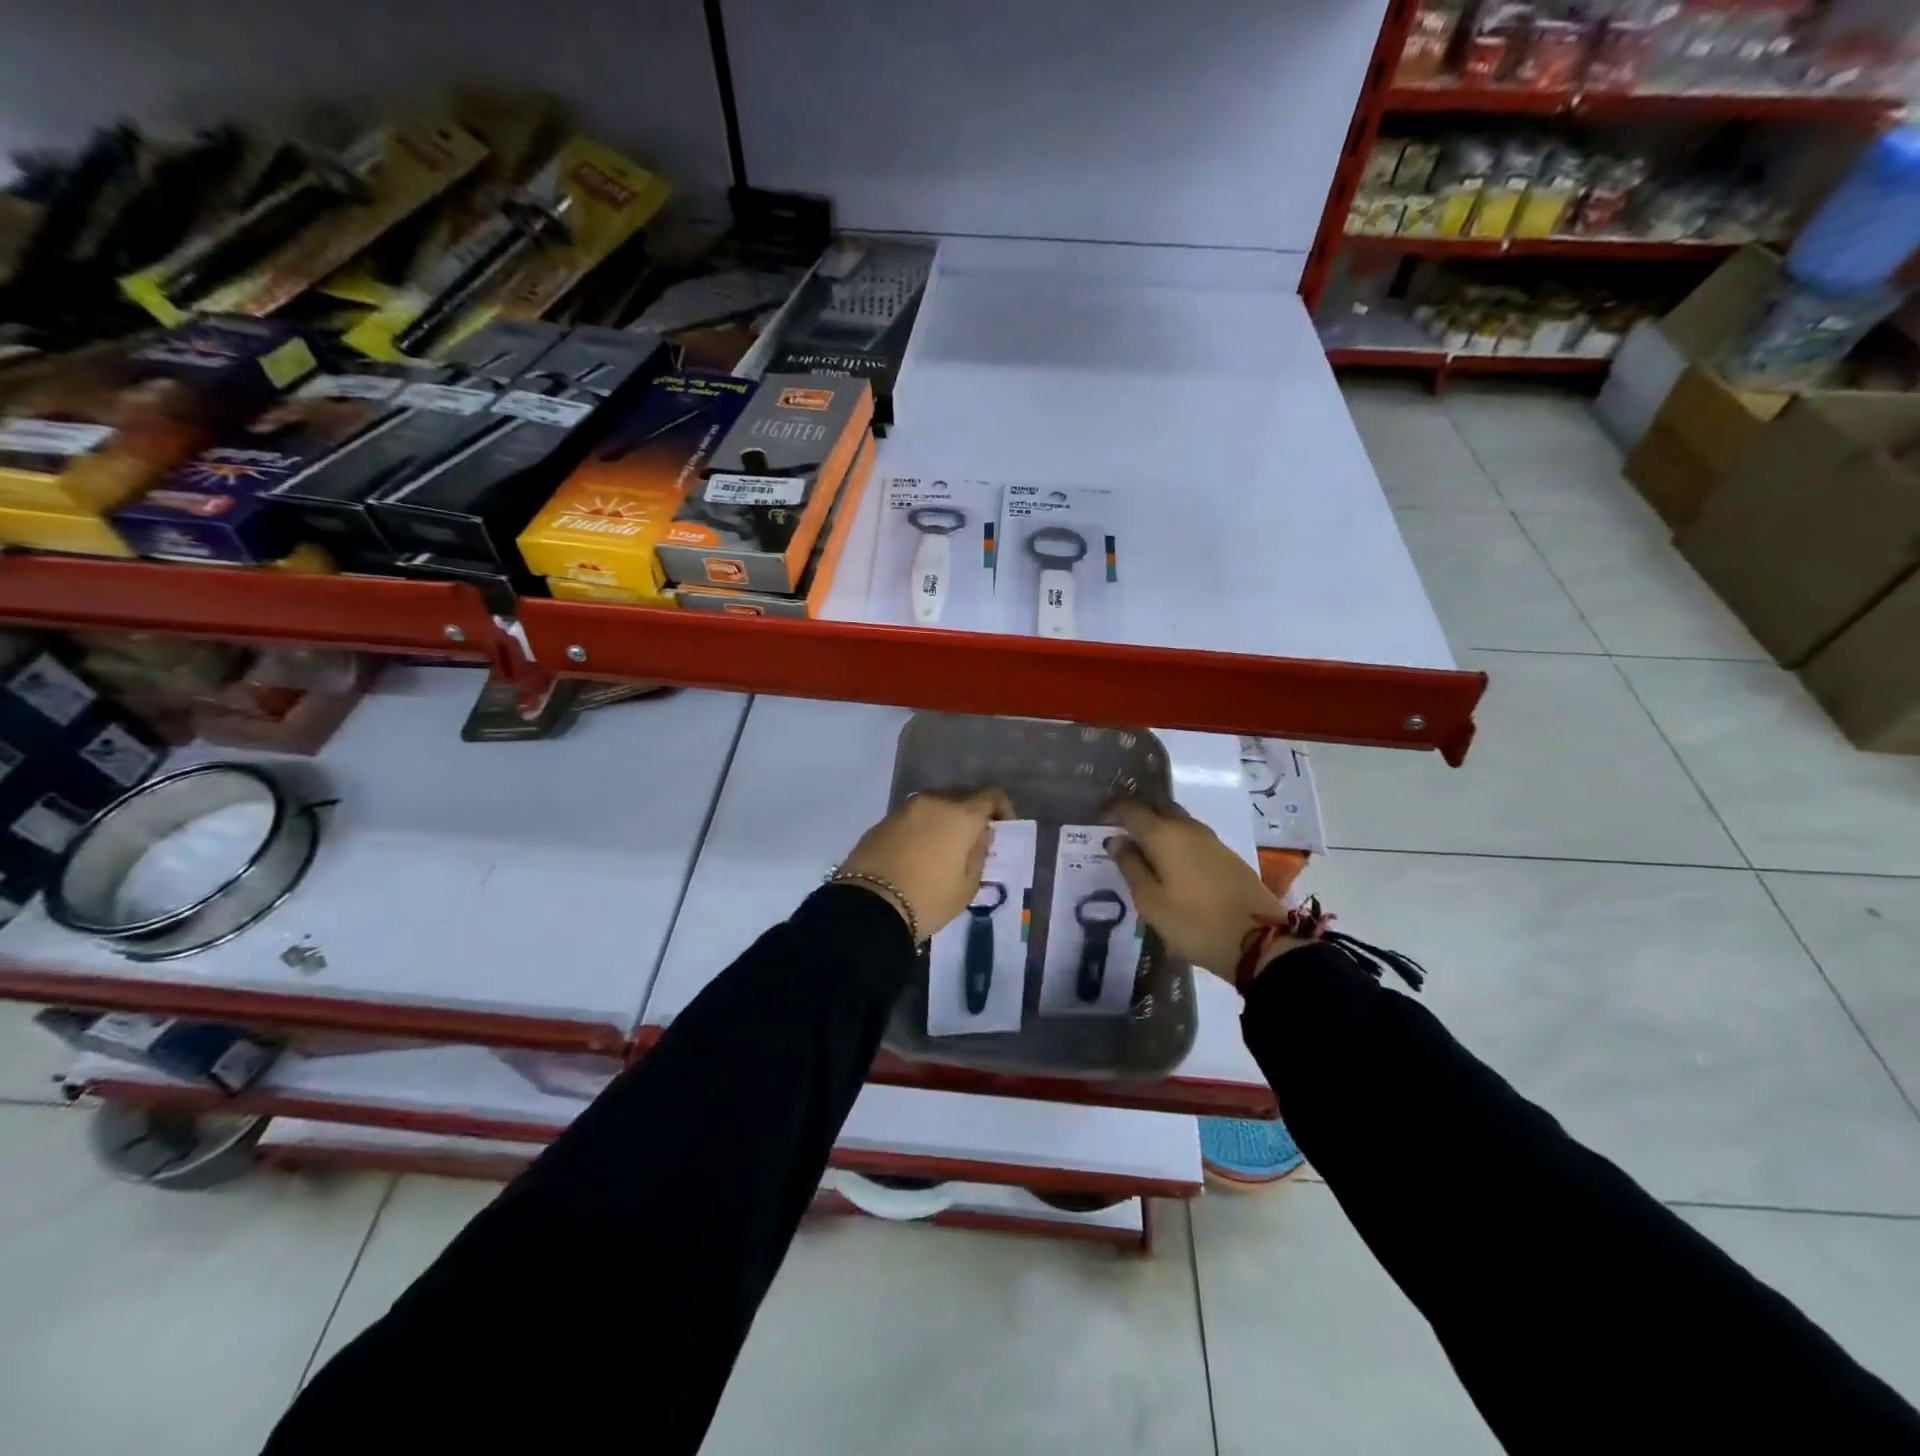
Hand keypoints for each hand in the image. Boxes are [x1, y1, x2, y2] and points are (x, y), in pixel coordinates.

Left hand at [838, 788, 1015, 939]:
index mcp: (960, 814)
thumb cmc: (928, 899)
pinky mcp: (883, 820)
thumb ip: (979, 853)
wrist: (869, 907)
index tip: (1002, 829)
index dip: (1002, 809)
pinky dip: (923, 827)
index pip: (991, 795)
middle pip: (962, 796)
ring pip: (935, 804)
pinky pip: (913, 816)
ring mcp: (905, 808)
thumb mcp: (967, 886)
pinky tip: (920, 851)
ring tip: (945, 847)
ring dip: (946, 818)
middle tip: (974, 840)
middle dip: (972, 813)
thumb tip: (980, 834)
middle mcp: (933, 801)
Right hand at [1105, 801, 1302, 982]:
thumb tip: (1116, 841)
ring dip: (1158, 828)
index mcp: (1164, 835)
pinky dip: (1176, 842)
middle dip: (1138, 814)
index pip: (1132, 810)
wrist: (1258, 942)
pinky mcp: (1227, 856)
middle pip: (1159, 808)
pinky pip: (1193, 837)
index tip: (1098, 824)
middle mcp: (1188, 828)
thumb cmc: (1193, 922)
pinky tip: (1170, 863)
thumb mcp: (1150, 901)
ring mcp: (1212, 841)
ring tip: (1143, 851)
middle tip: (1120, 833)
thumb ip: (1131, 867)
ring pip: (1178, 821)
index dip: (1112, 812)